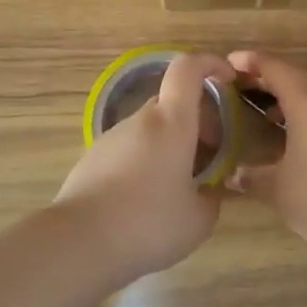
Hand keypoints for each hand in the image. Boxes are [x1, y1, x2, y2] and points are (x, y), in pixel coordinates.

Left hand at [56, 51, 235, 282]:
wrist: (79, 242)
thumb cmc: (148, 223)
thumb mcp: (199, 220)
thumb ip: (212, 198)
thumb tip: (209, 190)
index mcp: (172, 123)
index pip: (188, 69)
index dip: (210, 63)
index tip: (227, 79)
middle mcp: (141, 120)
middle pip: (171, 103)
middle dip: (195, 119)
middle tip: (209, 154)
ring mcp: (112, 138)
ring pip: (150, 128)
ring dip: (170, 143)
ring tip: (179, 183)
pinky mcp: (92, 159)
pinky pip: (129, 149)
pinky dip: (146, 160)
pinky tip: (146, 200)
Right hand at [228, 51, 306, 252]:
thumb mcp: (278, 189)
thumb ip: (251, 177)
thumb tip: (231, 175)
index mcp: (305, 101)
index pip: (273, 67)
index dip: (249, 62)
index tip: (226, 63)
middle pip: (292, 76)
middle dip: (264, 77)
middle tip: (237, 86)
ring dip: (283, 95)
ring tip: (259, 111)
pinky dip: (299, 110)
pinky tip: (287, 134)